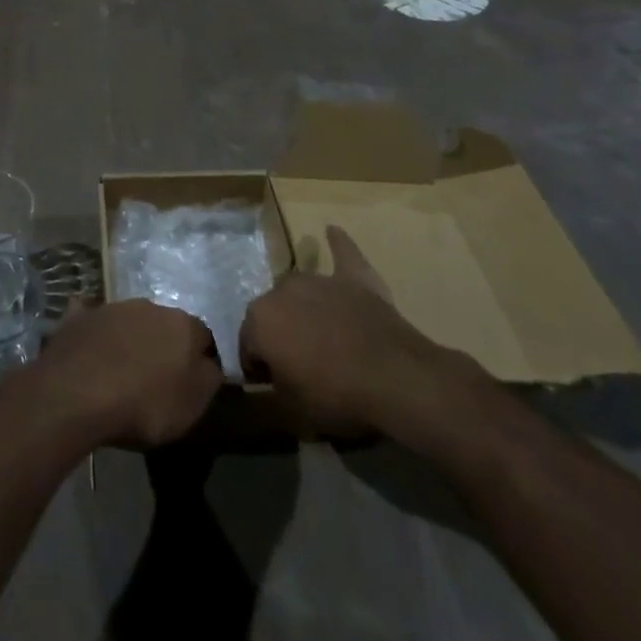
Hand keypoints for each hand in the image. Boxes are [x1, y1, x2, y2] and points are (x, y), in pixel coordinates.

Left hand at [31, 300, 222, 447]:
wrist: (79, 392)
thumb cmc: (145, 403)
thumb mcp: (192, 404)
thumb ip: (209, 379)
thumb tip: (209, 364)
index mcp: (181, 324)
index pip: (203, 336)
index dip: (200, 360)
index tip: (191, 385)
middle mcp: (148, 306)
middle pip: (163, 325)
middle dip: (162, 345)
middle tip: (155, 378)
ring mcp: (111, 307)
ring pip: (128, 321)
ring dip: (129, 339)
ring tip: (121, 371)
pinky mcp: (79, 317)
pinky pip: (91, 320)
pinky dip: (94, 333)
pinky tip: (88, 350)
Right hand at [239, 226, 488, 452]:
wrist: (393, 378)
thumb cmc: (335, 396)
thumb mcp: (292, 409)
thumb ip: (274, 389)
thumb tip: (272, 381)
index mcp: (259, 320)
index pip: (248, 346)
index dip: (259, 368)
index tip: (273, 385)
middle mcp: (281, 290)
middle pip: (272, 313)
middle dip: (280, 333)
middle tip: (299, 363)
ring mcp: (319, 280)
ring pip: (301, 290)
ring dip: (304, 307)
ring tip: (320, 333)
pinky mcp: (354, 278)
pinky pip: (343, 255)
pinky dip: (338, 244)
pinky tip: (333, 230)